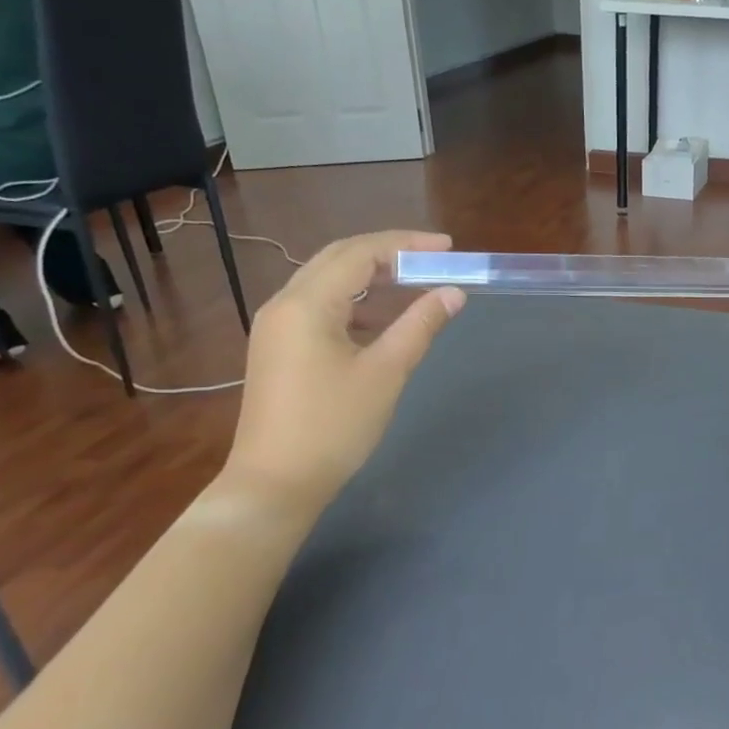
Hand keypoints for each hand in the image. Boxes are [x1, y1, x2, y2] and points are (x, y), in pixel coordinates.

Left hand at [223, 231, 464, 507]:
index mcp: (306, 304)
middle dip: (389, 254)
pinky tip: (384, 321)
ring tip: (416, 285)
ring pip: (328, 283)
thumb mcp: (386, 372)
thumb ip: (420, 325)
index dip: (406, 245)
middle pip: (339, 259)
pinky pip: (320, 308)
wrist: (275, 484)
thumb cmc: (333, 426)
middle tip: (434, 260)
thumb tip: (453, 292)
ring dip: (372, 278)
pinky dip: (356, 304)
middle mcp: (284, 304)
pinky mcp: (279, 349)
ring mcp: (277, 327)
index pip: (360, 253)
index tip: (448, 248)